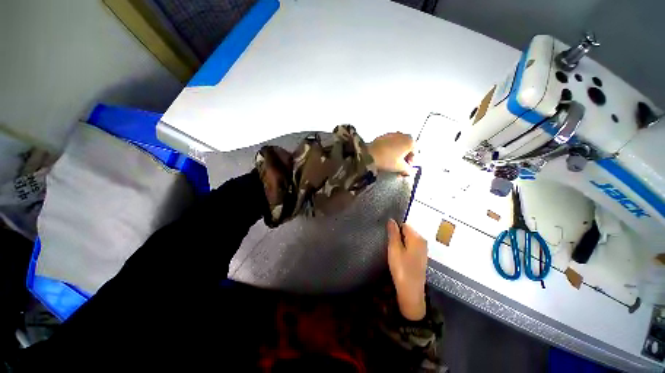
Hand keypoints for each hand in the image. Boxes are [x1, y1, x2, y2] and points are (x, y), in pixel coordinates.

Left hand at [368, 133, 414, 174]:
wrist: (369, 154)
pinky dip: (390, 149)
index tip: (405, 169)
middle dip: (404, 157)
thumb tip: (409, 171)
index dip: (411, 162)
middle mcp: (403, 135)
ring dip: (397, 153)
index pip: (415, 153)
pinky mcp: (383, 136)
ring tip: (392, 162)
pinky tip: (385, 157)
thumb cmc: (388, 160)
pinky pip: (390, 143)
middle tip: (399, 166)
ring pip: (398, 145)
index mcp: (410, 141)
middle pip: (407, 148)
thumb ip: (407, 169)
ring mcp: (392, 134)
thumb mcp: (400, 167)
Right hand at [386, 219, 427, 320]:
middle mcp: (422, 241)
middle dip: (397, 236)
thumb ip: (393, 233)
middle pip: (407, 232)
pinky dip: (404, 249)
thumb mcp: (394, 248)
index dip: (394, 229)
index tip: (387, 236)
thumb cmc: (402, 268)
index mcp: (417, 237)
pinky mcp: (420, 257)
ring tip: (393, 251)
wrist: (411, 291)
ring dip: (400, 243)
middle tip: (389, 245)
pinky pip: (411, 246)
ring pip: (408, 239)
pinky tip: (399, 256)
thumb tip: (391, 220)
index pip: (404, 225)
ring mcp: (422, 250)